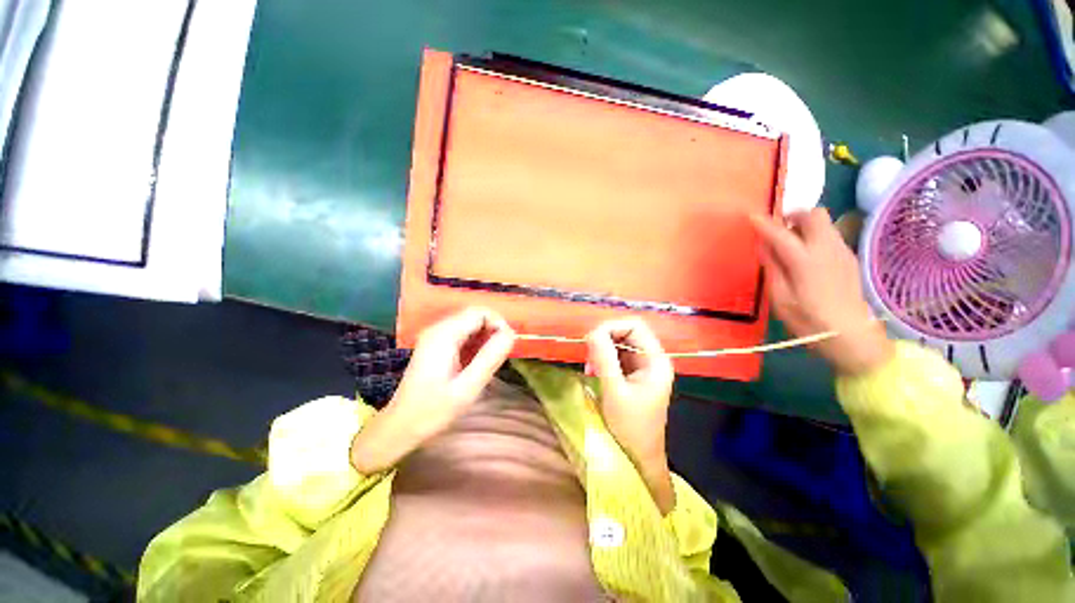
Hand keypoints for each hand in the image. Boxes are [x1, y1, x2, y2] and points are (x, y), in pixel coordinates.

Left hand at [350, 307, 515, 473]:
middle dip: (493, 331)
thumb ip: (491, 357)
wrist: (401, 427)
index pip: (480, 312)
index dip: (498, 323)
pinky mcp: (436, 346)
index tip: (506, 346)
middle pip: (475, 316)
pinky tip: (477, 364)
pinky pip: (463, 335)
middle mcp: (438, 329)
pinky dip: (476, 344)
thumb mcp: (468, 387)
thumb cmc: (433, 410)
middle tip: (499, 356)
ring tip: (489, 362)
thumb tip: (512, 334)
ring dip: (485, 338)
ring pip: (471, 325)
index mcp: (444, 335)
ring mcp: (436, 336)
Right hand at [586, 319, 673, 458]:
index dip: (612, 327)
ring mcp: (643, 368)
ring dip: (602, 351)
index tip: (592, 339)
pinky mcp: (633, 376)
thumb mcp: (615, 391)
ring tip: (590, 367)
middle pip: (626, 333)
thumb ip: (604, 359)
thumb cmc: (630, 427)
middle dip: (605, 340)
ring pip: (619, 344)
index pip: (635, 326)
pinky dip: (603, 360)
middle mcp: (652, 359)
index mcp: (655, 360)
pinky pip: (616, 357)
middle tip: (589, 357)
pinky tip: (594, 372)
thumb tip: (592, 332)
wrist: (638, 458)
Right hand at [751, 208, 893, 375]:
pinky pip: (830, 235)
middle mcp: (828, 250)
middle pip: (814, 215)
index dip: (764, 224)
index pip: (782, 234)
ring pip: (824, 223)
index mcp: (806, 262)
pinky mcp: (849, 258)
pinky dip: (814, 236)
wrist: (852, 336)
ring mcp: (842, 252)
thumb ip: (772, 268)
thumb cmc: (809, 321)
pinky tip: (806, 256)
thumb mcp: (780, 299)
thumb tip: (763, 246)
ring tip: (789, 243)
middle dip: (793, 216)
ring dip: (804, 225)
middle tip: (777, 229)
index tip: (751, 216)